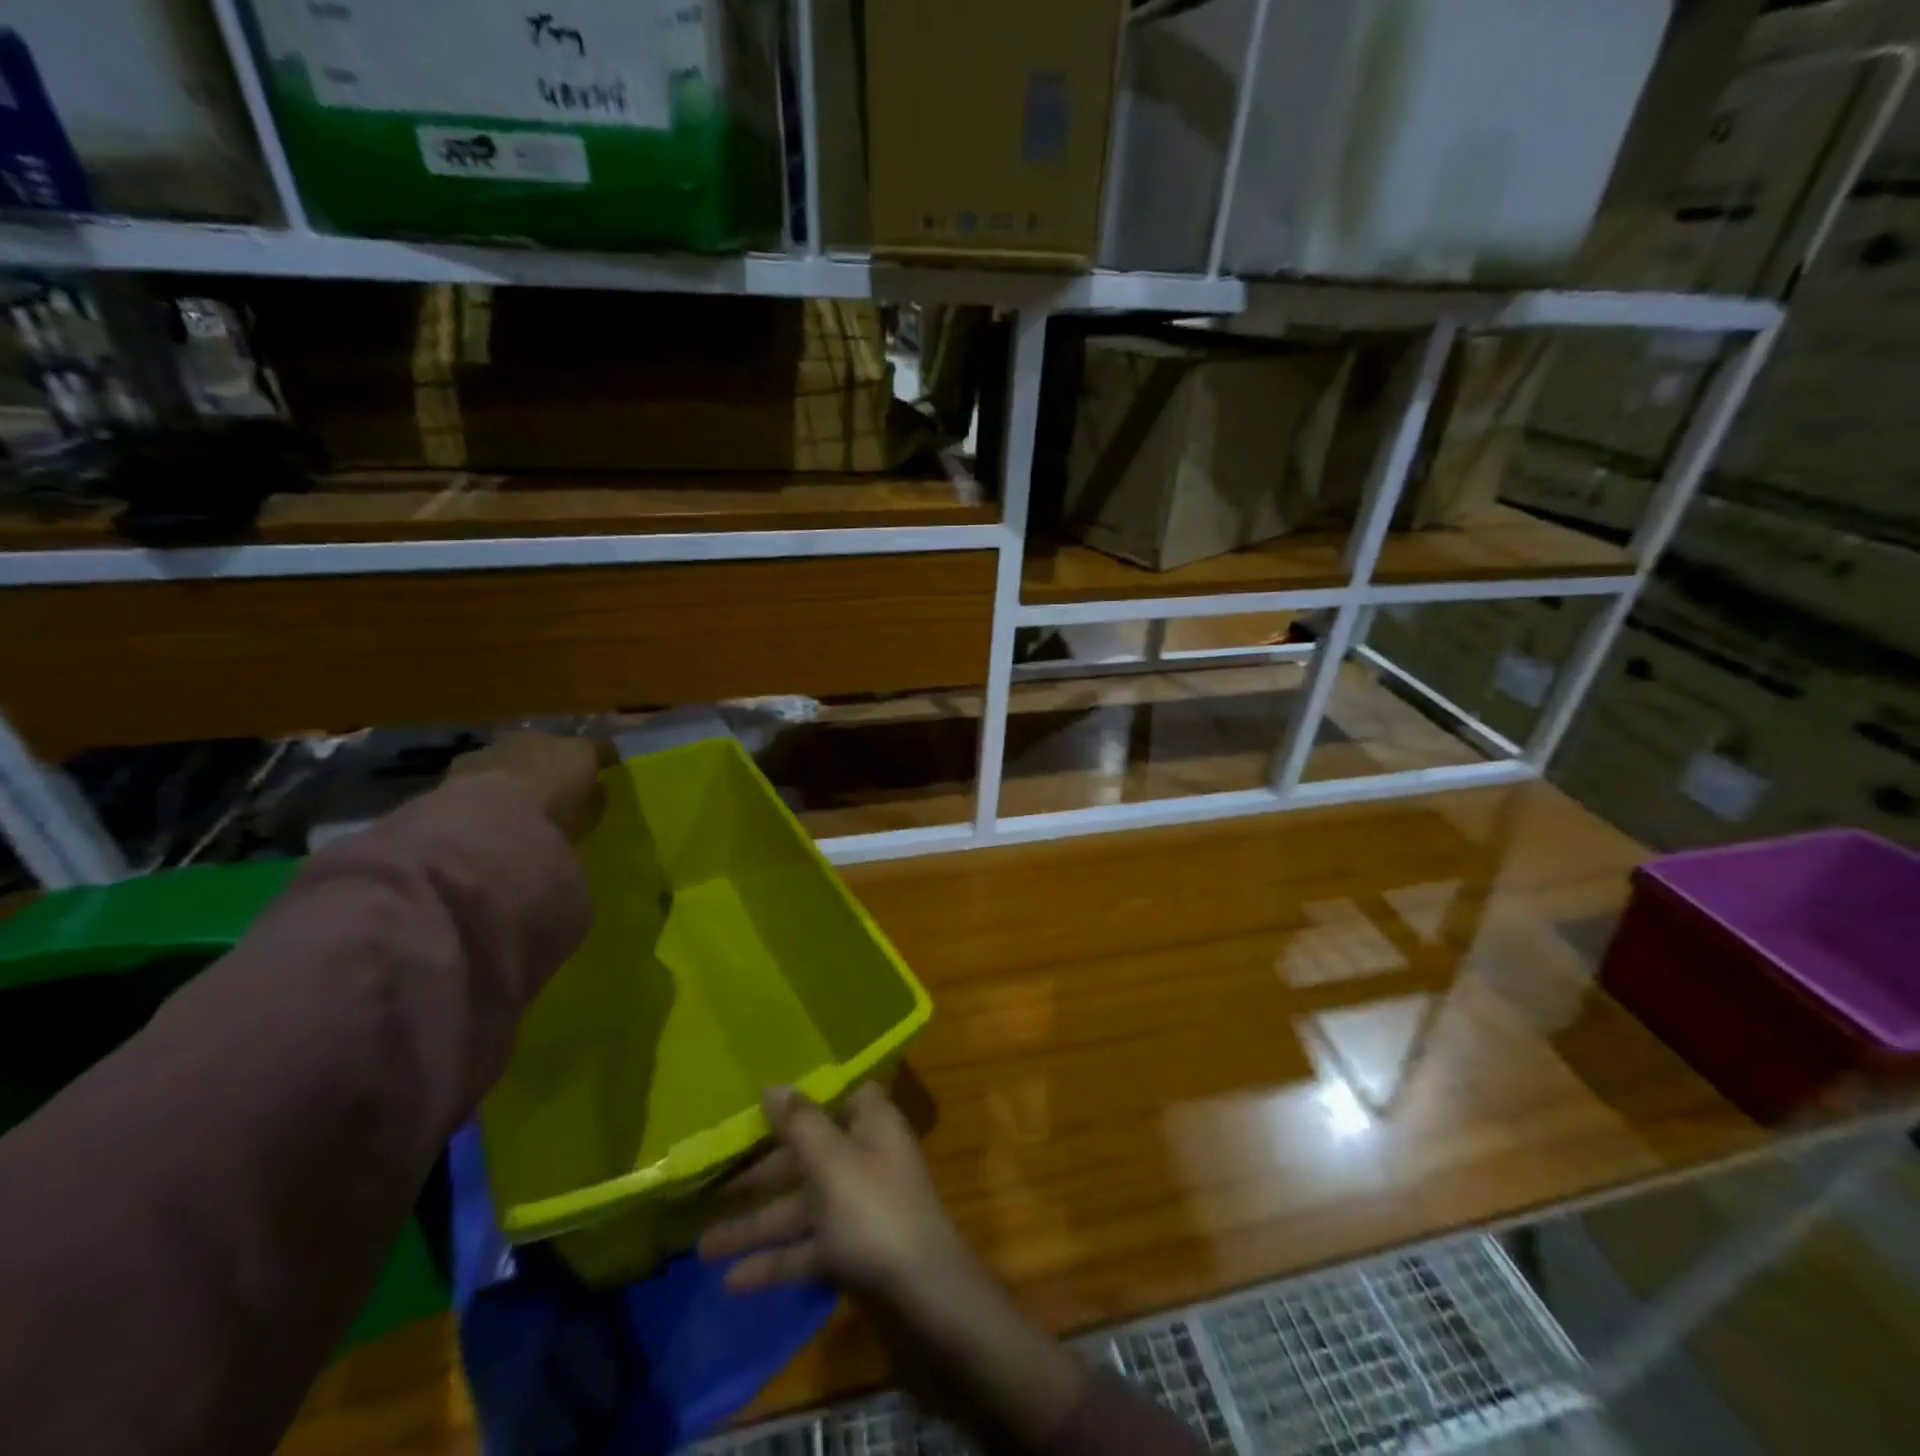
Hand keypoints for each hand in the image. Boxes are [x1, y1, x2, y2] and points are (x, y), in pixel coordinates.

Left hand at [447, 731, 615, 841]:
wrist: (490, 820)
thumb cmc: (554, 818)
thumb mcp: (588, 816)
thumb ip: (593, 799)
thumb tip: (595, 789)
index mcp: (580, 749)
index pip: (599, 747)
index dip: (603, 758)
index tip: (606, 769)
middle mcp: (541, 738)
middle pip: (553, 745)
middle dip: (555, 760)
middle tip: (556, 783)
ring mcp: (502, 745)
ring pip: (516, 753)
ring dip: (519, 768)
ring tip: (518, 795)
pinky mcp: (465, 761)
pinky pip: (485, 769)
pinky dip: (489, 781)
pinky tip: (487, 802)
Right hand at [700, 1084, 976, 1311]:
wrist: (922, 1295)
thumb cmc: (874, 1211)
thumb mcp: (832, 1160)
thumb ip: (800, 1122)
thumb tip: (774, 1085)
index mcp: (871, 1124)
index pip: (838, 1096)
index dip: (803, 1097)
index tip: (761, 1102)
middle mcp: (866, 1158)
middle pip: (809, 1154)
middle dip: (762, 1172)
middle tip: (713, 1182)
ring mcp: (860, 1207)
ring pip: (802, 1206)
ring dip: (757, 1224)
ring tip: (703, 1245)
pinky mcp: (853, 1251)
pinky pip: (807, 1248)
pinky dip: (774, 1261)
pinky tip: (731, 1282)